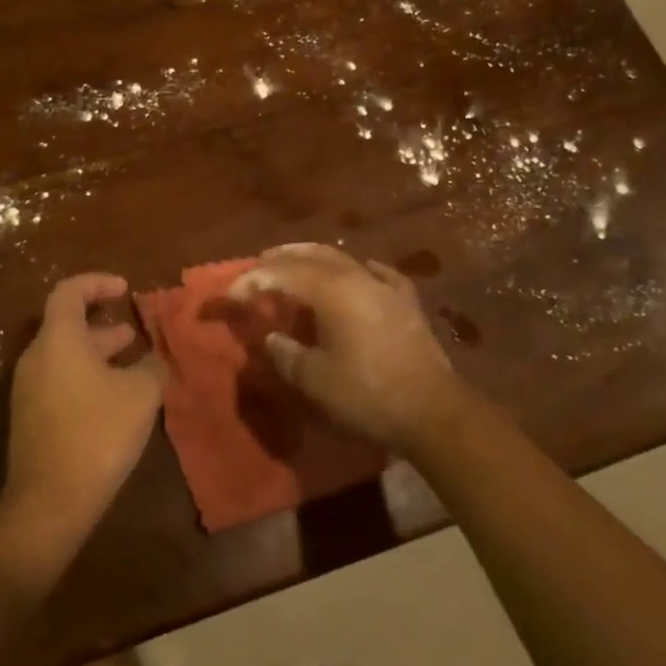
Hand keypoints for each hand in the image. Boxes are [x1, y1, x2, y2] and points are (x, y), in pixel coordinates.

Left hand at [0, 272, 164, 561]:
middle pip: (66, 324)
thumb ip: (151, 365)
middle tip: (134, 332)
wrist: (50, 502)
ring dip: (98, 353)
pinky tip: (115, 397)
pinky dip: (87, 376)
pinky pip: (60, 380)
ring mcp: (29, 390)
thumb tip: (153, 356)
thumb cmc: (98, 434)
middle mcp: (36, 358)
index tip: (125, 289)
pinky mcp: (31, 418)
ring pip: (65, 355)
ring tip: (132, 363)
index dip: (97, 283)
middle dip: (102, 324)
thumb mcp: (141, 394)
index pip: (69, 292)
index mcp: (58, 340)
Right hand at [230, 244, 468, 455]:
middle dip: (282, 258)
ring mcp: (386, 286)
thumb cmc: (366, 394)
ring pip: (344, 259)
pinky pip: (379, 274)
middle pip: (312, 255)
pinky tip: (362, 270)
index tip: (232, 294)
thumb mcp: (314, 380)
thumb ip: (286, 354)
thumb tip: (272, 338)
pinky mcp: (407, 302)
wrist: (432, 410)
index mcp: (330, 291)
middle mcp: (356, 277)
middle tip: (260, 264)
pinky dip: (361, 269)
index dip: (253, 280)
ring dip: (315, 258)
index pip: (282, 274)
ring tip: (297, 263)